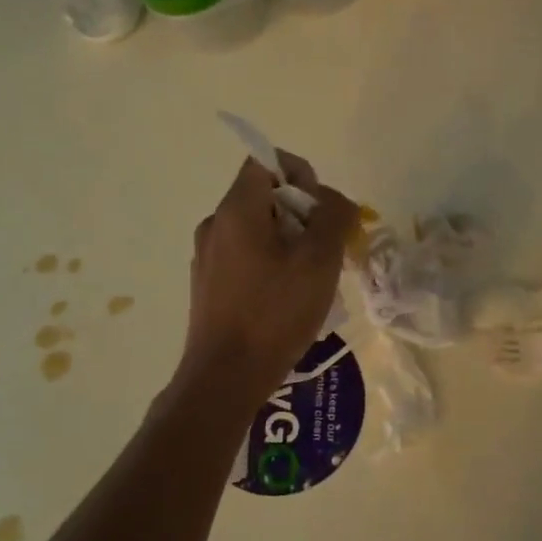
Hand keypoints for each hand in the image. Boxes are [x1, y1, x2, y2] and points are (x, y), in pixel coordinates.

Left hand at [178, 154, 357, 400]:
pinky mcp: (209, 284)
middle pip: (264, 196)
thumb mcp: (319, 260)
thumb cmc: (274, 312)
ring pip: (258, 229)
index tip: (322, 209)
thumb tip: (334, 200)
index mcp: (236, 210)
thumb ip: (333, 217)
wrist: (225, 378)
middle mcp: (215, 224)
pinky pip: (246, 256)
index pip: (266, 161)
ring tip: (313, 278)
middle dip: (303, 213)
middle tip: (327, 248)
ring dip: (291, 240)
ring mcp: (207, 256)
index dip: (300, 173)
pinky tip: (289, 298)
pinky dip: (272, 262)